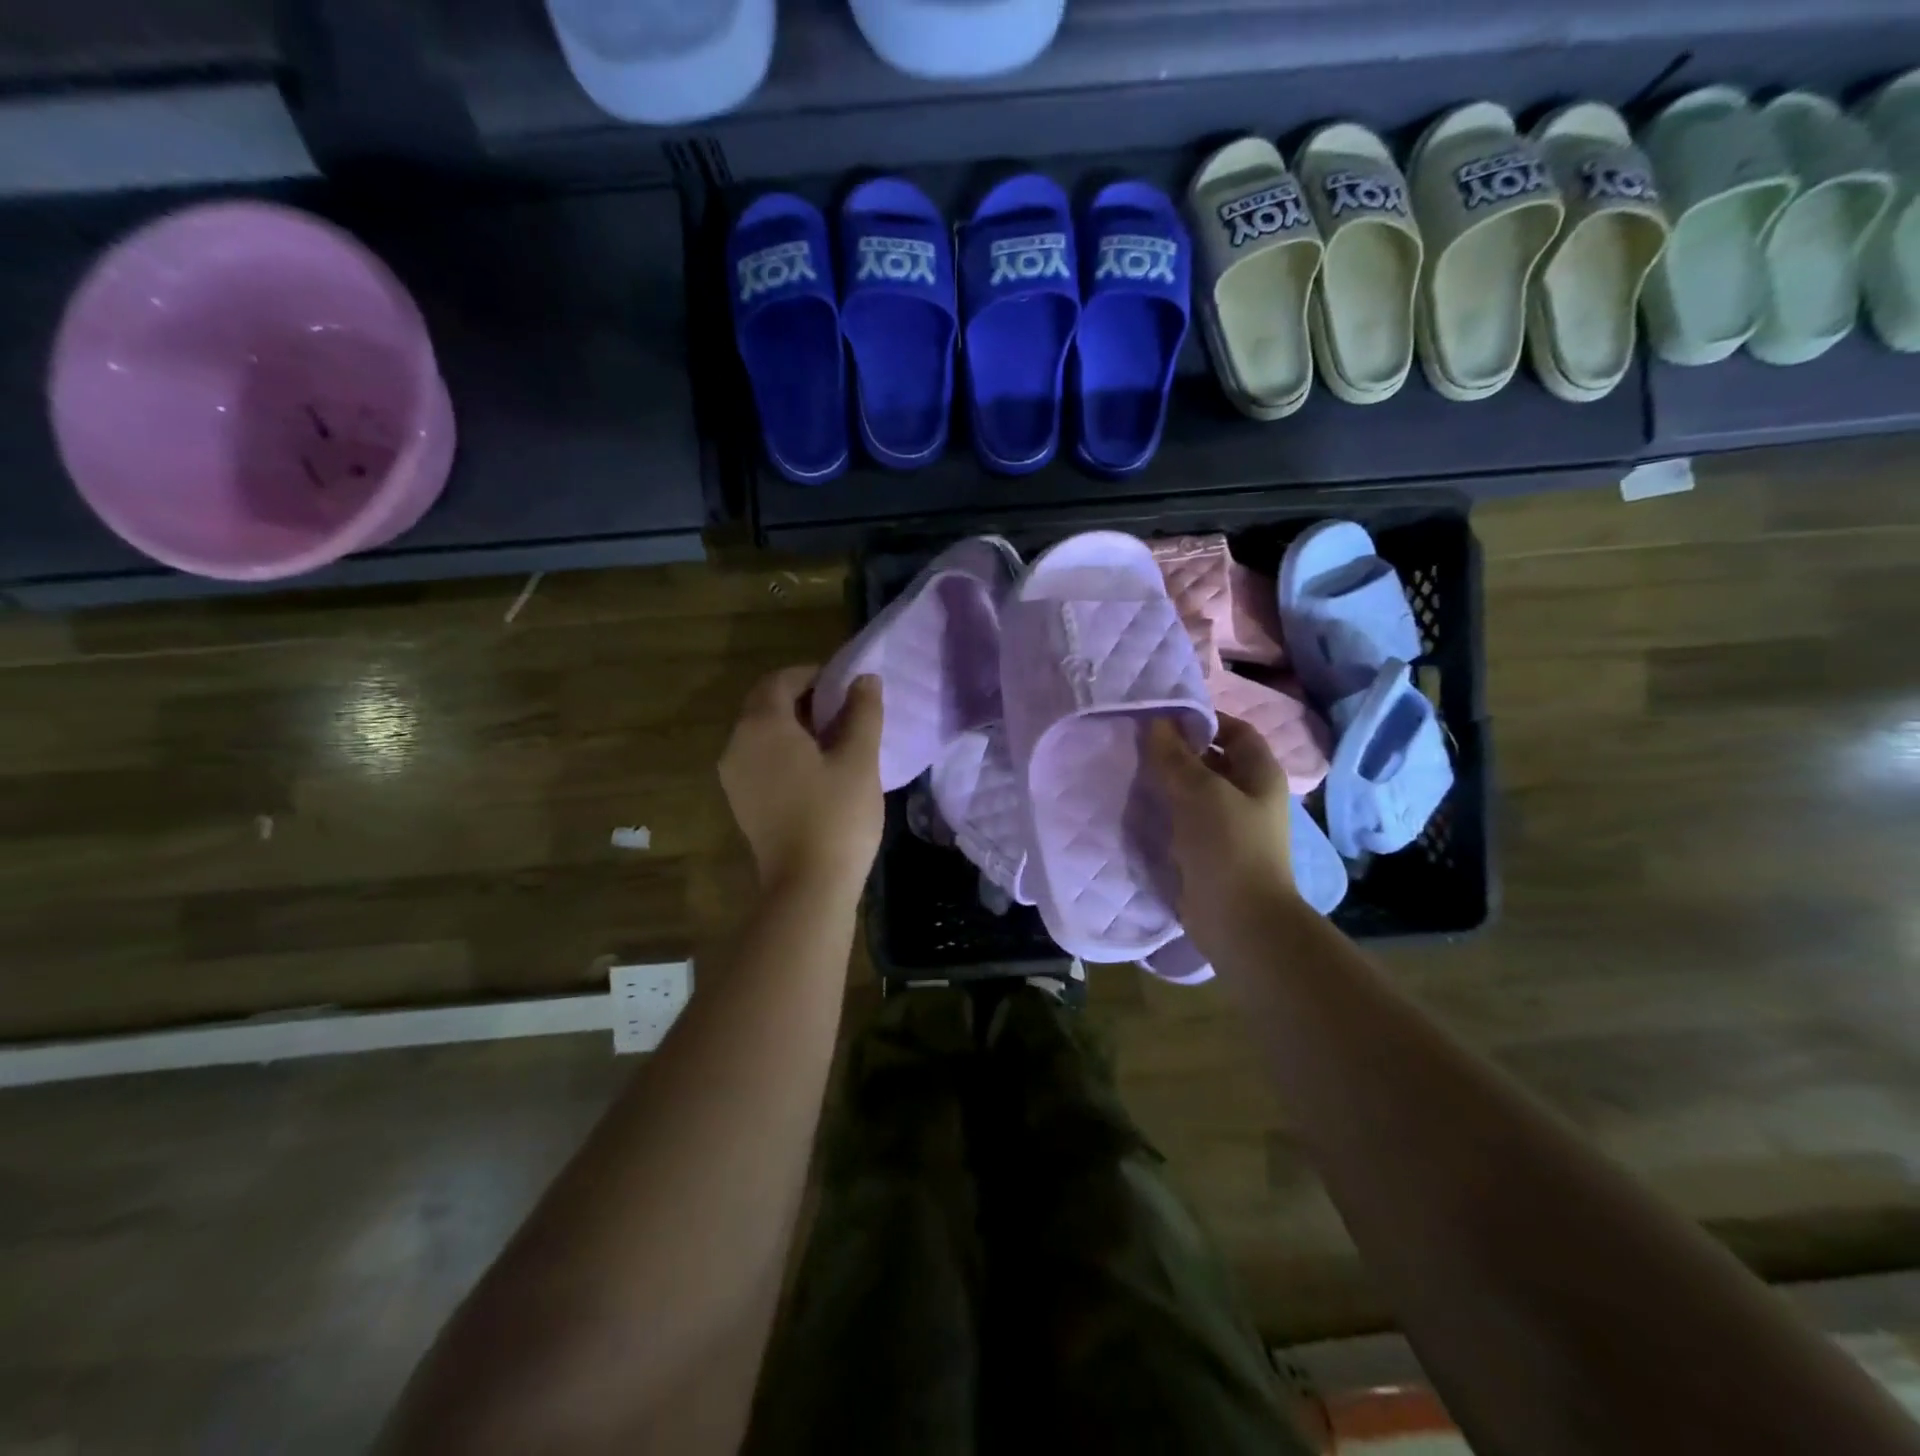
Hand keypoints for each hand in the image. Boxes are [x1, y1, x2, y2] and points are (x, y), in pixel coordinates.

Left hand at [720, 666, 884, 895]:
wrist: (808, 885)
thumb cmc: (837, 815)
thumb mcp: (859, 759)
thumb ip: (862, 712)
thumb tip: (864, 678)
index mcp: (762, 725)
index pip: (781, 680)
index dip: (813, 675)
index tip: (845, 686)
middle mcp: (737, 744)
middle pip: (766, 704)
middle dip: (803, 698)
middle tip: (844, 709)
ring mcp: (734, 775)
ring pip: (761, 732)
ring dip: (793, 725)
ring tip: (835, 738)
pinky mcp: (741, 800)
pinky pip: (759, 757)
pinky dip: (784, 750)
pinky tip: (816, 768)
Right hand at [1147, 714, 1298, 946]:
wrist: (1239, 919)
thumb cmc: (1228, 845)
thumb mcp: (1200, 791)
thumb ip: (1175, 756)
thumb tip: (1156, 723)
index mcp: (1260, 774)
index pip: (1236, 730)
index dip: (1204, 719)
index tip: (1163, 716)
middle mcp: (1249, 796)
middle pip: (1213, 760)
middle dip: (1179, 751)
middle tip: (1138, 743)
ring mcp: (1229, 826)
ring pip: (1195, 792)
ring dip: (1168, 782)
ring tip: (1132, 770)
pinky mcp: (1209, 851)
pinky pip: (1185, 820)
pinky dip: (1165, 811)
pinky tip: (1138, 807)